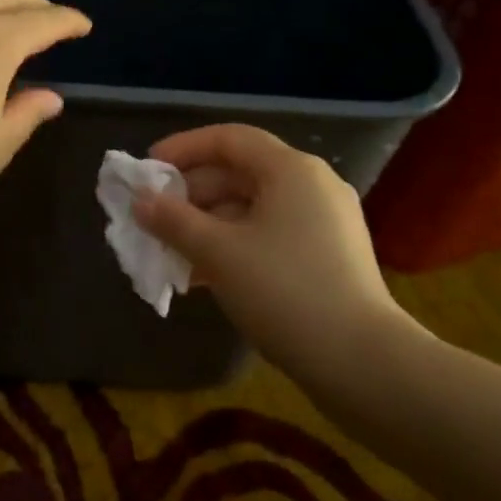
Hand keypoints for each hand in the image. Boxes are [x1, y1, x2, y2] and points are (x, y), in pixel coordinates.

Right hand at [134, 125, 421, 372]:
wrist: (360, 361)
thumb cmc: (284, 291)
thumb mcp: (218, 253)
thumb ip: (173, 221)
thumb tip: (140, 201)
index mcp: (291, 170)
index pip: (229, 139)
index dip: (183, 148)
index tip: (147, 170)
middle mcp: (312, 186)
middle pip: (240, 173)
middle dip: (191, 195)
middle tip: (153, 218)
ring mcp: (323, 222)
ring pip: (252, 209)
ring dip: (207, 225)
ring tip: (170, 252)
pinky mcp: (326, 256)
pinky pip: (269, 235)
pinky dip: (234, 245)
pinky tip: (203, 275)